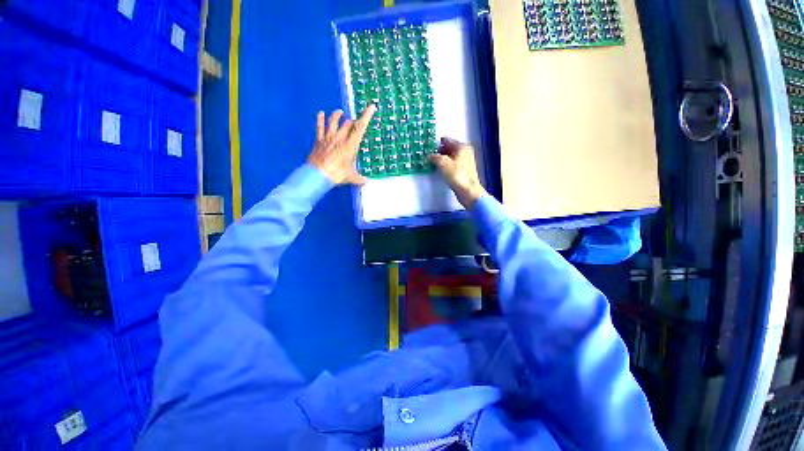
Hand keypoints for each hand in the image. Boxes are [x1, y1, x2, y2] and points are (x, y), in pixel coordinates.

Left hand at [307, 105, 376, 185]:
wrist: (318, 174)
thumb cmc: (336, 174)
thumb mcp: (351, 177)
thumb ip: (359, 179)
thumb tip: (367, 182)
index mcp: (350, 145)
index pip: (360, 127)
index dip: (366, 116)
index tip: (371, 107)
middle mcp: (340, 138)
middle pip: (347, 123)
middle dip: (352, 121)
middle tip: (354, 122)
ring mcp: (328, 137)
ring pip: (333, 121)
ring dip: (337, 115)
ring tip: (340, 112)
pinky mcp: (319, 140)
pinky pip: (319, 126)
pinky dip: (320, 119)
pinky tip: (321, 113)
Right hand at [429, 137, 485, 208]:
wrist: (468, 190)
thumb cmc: (457, 175)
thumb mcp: (443, 163)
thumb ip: (435, 157)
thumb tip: (430, 156)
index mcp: (462, 147)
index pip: (447, 140)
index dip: (437, 143)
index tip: (429, 147)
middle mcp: (465, 152)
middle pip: (449, 148)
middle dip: (439, 151)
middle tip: (429, 155)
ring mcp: (465, 161)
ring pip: (451, 156)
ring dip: (442, 158)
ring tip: (433, 162)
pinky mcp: (464, 170)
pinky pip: (453, 163)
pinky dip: (446, 165)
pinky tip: (440, 169)